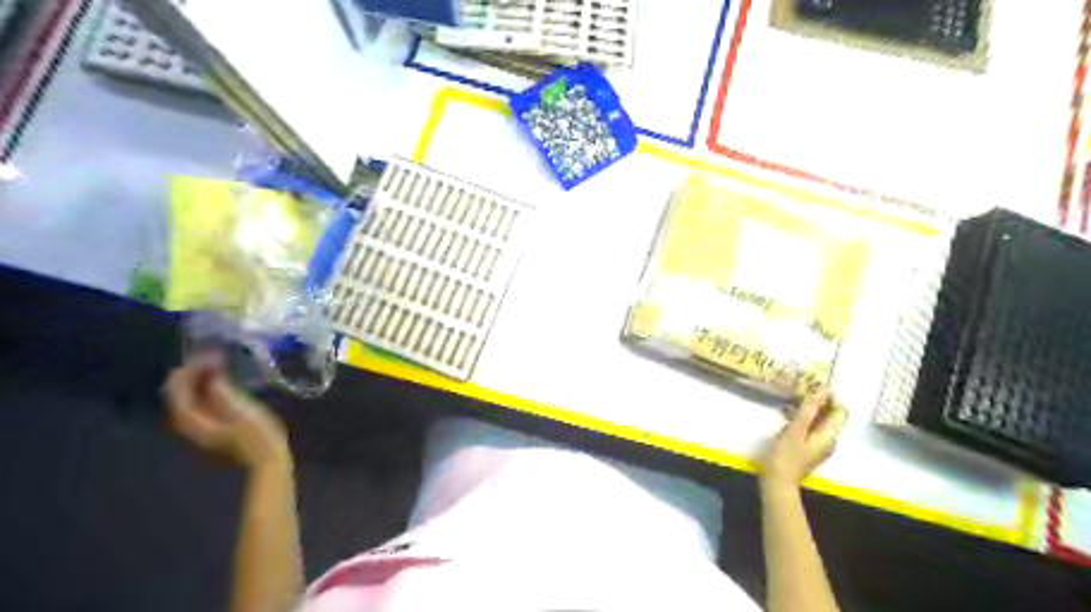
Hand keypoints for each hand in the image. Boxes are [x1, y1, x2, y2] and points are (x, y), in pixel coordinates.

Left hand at [163, 360, 290, 467]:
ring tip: (219, 363)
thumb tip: (211, 374)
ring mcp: (201, 427)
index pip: (178, 390)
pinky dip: (209, 389)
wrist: (268, 461)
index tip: (208, 353)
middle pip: (181, 393)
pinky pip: (203, 402)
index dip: (190, 369)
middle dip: (194, 372)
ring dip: (202, 379)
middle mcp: (189, 424)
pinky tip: (224, 381)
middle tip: (213, 355)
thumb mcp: (242, 412)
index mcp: (191, 421)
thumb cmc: (258, 437)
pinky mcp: (215, 427)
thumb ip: (223, 393)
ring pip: (191, 397)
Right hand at [760, 391, 846, 491]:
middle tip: (800, 389)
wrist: (777, 481)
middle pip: (829, 415)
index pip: (839, 411)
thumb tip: (821, 391)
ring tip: (790, 397)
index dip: (830, 397)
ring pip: (817, 420)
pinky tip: (785, 413)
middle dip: (817, 401)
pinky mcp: (806, 447)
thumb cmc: (786, 455)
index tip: (814, 386)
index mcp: (828, 435)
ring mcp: (817, 444)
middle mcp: (828, 439)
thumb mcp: (795, 429)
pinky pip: (809, 427)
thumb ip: (808, 410)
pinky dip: (800, 418)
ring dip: (807, 408)